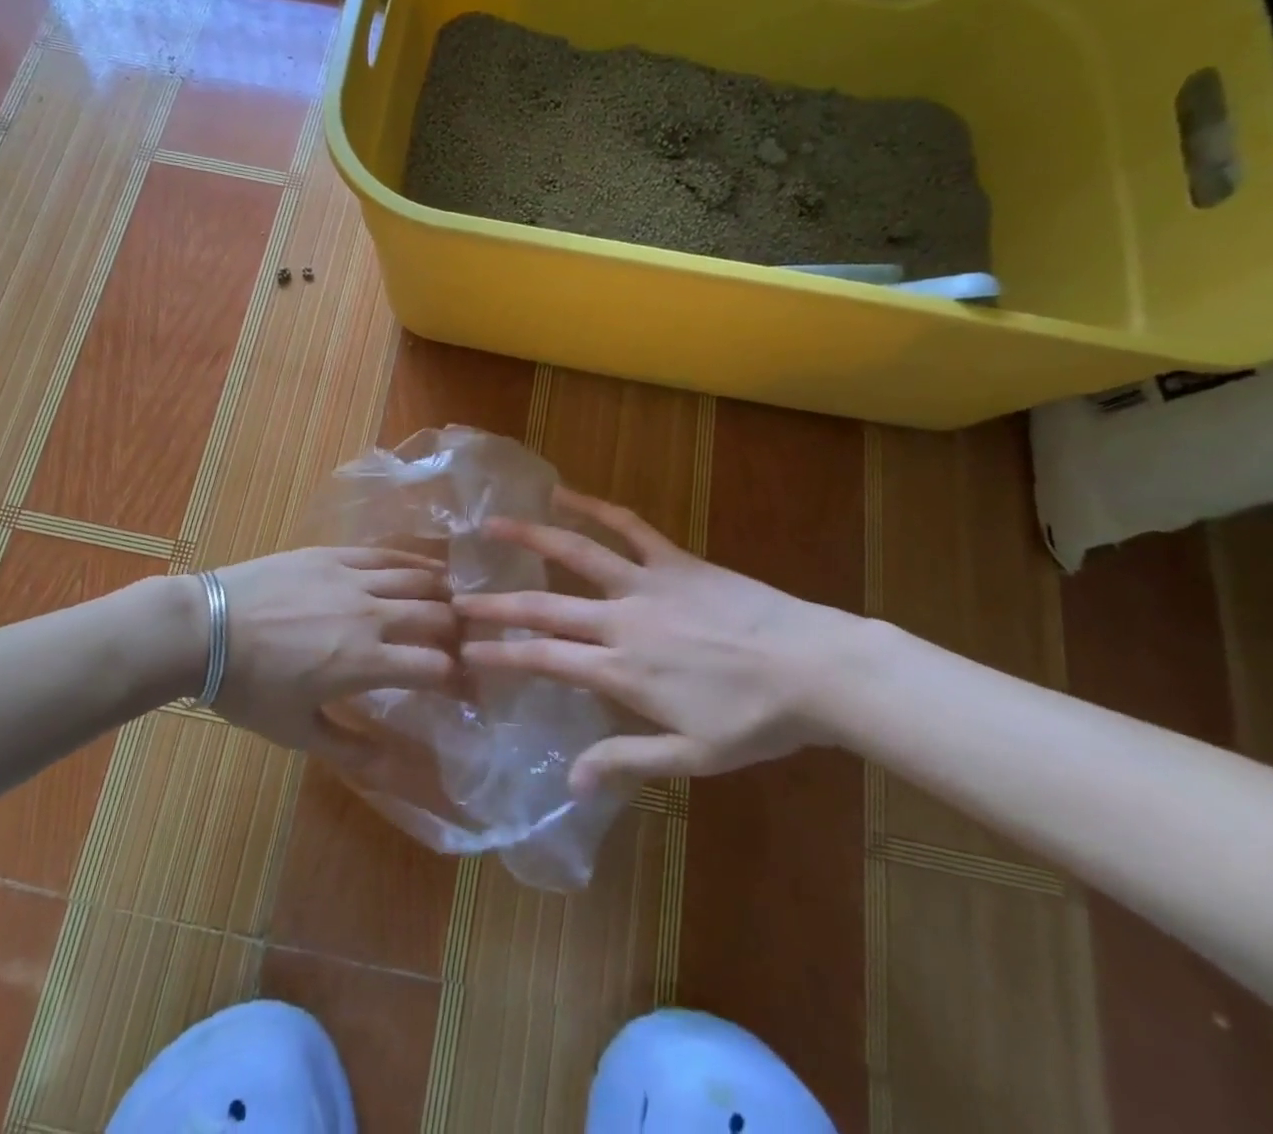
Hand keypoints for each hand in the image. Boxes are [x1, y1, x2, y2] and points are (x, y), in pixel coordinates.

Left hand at [208, 546, 458, 765]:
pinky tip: (426, 569)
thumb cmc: (248, 687)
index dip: (458, 679)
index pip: (434, 666)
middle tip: (463, 643)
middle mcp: (370, 615)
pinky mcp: (332, 555)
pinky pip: (385, 554)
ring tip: (456, 602)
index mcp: (364, 662)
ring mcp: (351, 578)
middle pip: (436, 617)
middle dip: (458, 633)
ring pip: (416, 579)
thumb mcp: (297, 731)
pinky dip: (413, 563)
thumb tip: (395, 769)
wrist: (203, 629)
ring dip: (443, 593)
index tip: (464, 687)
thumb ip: (350, 749)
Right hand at [455, 488, 866, 791]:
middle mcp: (622, 621)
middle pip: (545, 608)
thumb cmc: (756, 721)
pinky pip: (628, 527)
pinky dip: (595, 508)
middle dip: (496, 604)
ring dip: (531, 538)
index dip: (500, 655)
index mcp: (622, 671)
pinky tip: (567, 494)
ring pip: (578, 554)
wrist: (817, 670)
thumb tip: (569, 779)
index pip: (545, 660)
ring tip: (493, 525)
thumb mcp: (692, 757)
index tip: (465, 651)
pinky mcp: (675, 560)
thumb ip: (627, 762)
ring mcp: (647, 584)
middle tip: (455, 598)